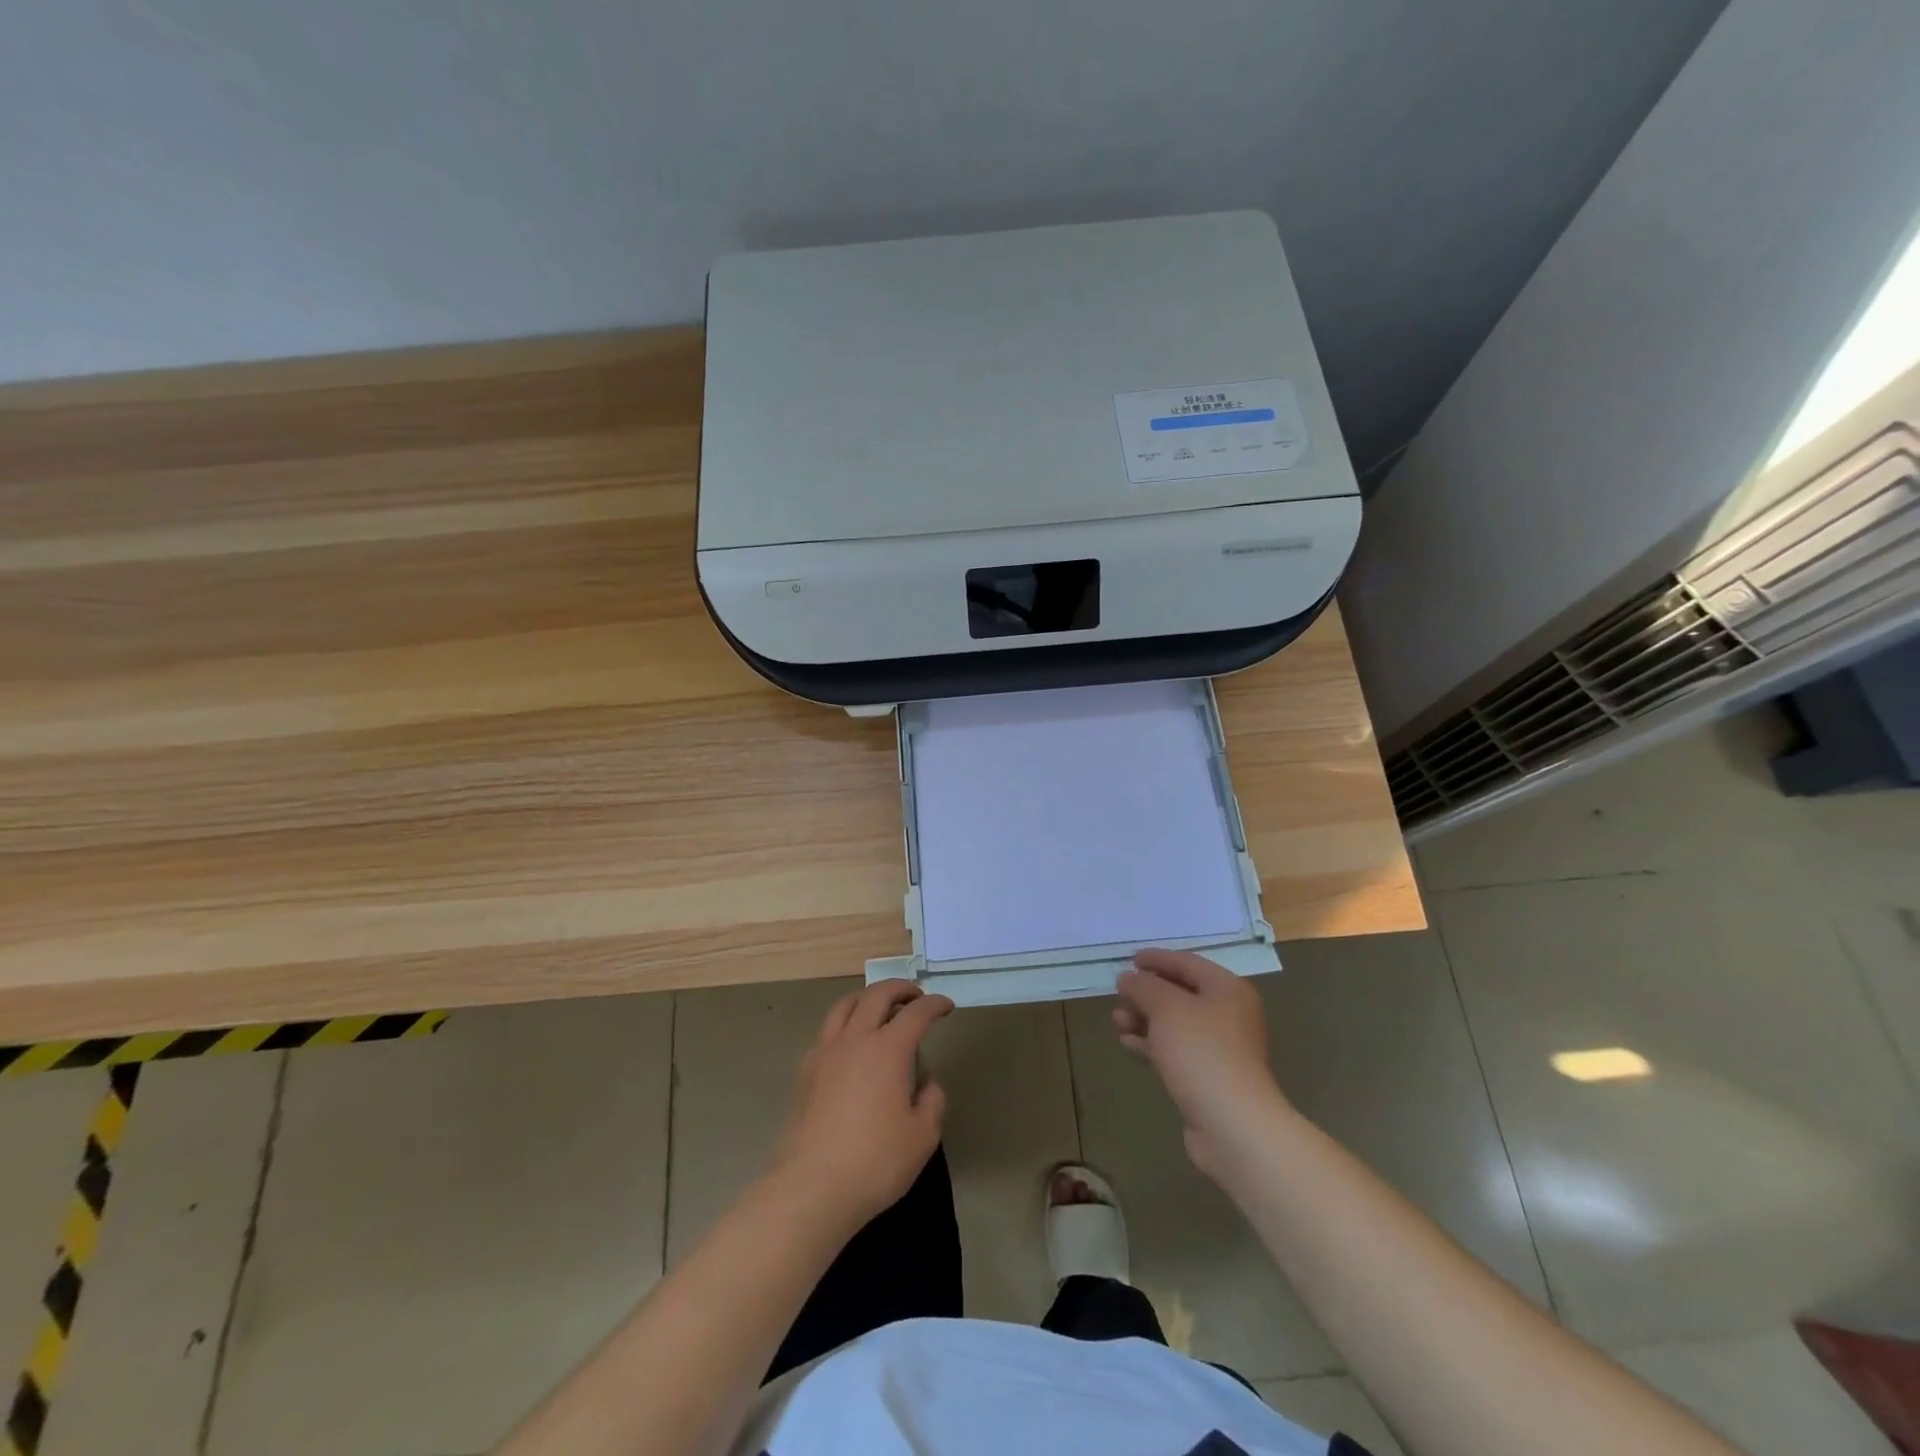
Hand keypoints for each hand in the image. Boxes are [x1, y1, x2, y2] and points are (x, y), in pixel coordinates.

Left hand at [772, 980, 953, 1230]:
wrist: (811, 1188)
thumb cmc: (875, 1162)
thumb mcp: (923, 1137)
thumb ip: (932, 1101)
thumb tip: (927, 1082)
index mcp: (888, 1049)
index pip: (916, 1013)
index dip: (935, 1005)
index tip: (947, 1006)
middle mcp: (855, 1040)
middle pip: (877, 995)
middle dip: (900, 989)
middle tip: (915, 997)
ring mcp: (825, 1053)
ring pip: (845, 1005)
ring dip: (867, 998)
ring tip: (880, 1008)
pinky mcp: (805, 1073)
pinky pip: (826, 1032)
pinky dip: (844, 1025)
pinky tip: (850, 1045)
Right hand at [1114, 949, 1290, 1178]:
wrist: (1232, 1124)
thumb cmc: (1201, 1052)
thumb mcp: (1166, 1008)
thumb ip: (1143, 986)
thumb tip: (1127, 978)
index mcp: (1227, 990)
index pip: (1187, 963)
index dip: (1157, 958)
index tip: (1130, 959)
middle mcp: (1228, 1014)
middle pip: (1181, 993)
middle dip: (1147, 993)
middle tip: (1119, 993)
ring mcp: (1220, 1048)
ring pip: (1175, 1024)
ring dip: (1145, 1019)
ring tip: (1117, 1021)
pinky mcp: (1208, 1076)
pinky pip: (1175, 1050)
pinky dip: (1152, 1043)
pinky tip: (1128, 1044)